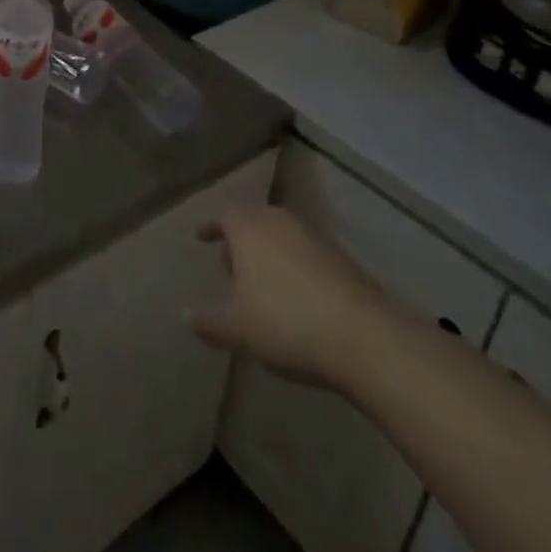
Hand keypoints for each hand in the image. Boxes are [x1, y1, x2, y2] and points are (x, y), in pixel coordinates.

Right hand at [187, 204, 400, 390]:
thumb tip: (186, 314)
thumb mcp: (237, 328)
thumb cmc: (286, 321)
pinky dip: (293, 266)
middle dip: (239, 239)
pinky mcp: (342, 258)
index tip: (201, 237)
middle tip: (229, 264)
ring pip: (281, 236)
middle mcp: (279, 220)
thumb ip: (209, 320)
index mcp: (248, 226)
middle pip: (253, 220)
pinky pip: (305, 253)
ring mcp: (313, 236)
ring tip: (261, 284)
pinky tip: (295, 297)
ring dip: (267, 253)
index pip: (222, 214)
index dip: (210, 227)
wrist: (364, 337)